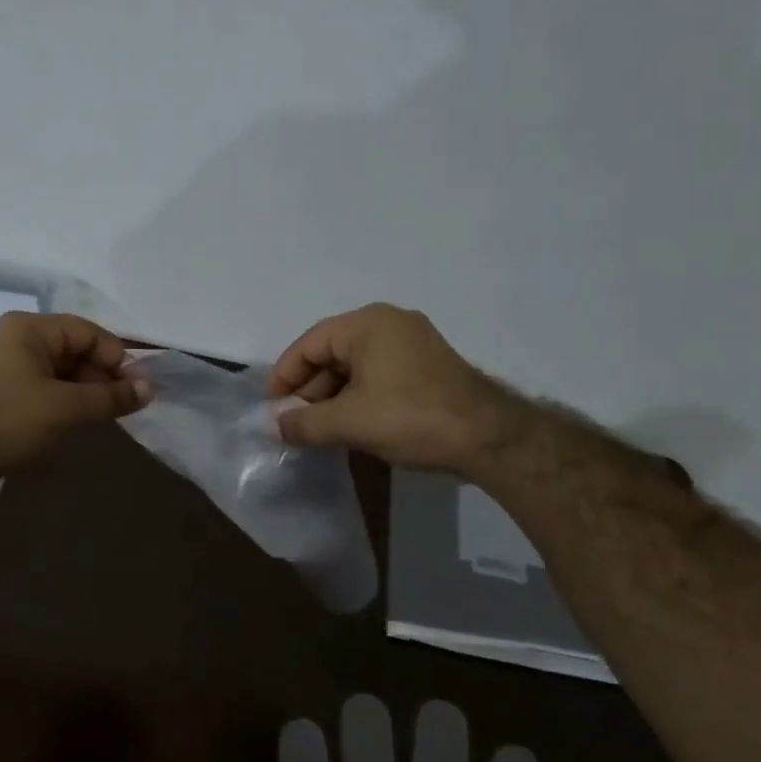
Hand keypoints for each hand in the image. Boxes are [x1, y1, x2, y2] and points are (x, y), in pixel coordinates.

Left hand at [0, 312, 148, 479]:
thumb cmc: (10, 420)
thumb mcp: (67, 408)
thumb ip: (110, 397)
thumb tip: (149, 390)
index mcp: (32, 329)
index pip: (90, 333)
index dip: (118, 358)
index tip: (139, 389)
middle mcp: (20, 340)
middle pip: (77, 351)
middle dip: (103, 377)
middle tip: (125, 407)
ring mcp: (11, 367)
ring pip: (64, 373)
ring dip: (88, 393)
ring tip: (106, 418)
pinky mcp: (6, 394)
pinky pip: (48, 390)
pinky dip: (68, 403)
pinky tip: (80, 423)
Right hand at [267, 304, 528, 471]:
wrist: (488, 437)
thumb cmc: (410, 418)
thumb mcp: (349, 422)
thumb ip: (304, 423)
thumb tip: (273, 425)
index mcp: (367, 325)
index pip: (310, 344)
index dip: (285, 375)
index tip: (272, 406)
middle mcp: (389, 324)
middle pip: (332, 352)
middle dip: (309, 389)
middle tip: (294, 422)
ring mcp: (413, 343)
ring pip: (355, 366)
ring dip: (332, 396)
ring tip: (319, 429)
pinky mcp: (427, 365)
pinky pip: (378, 373)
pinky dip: (358, 395)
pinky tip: (351, 423)